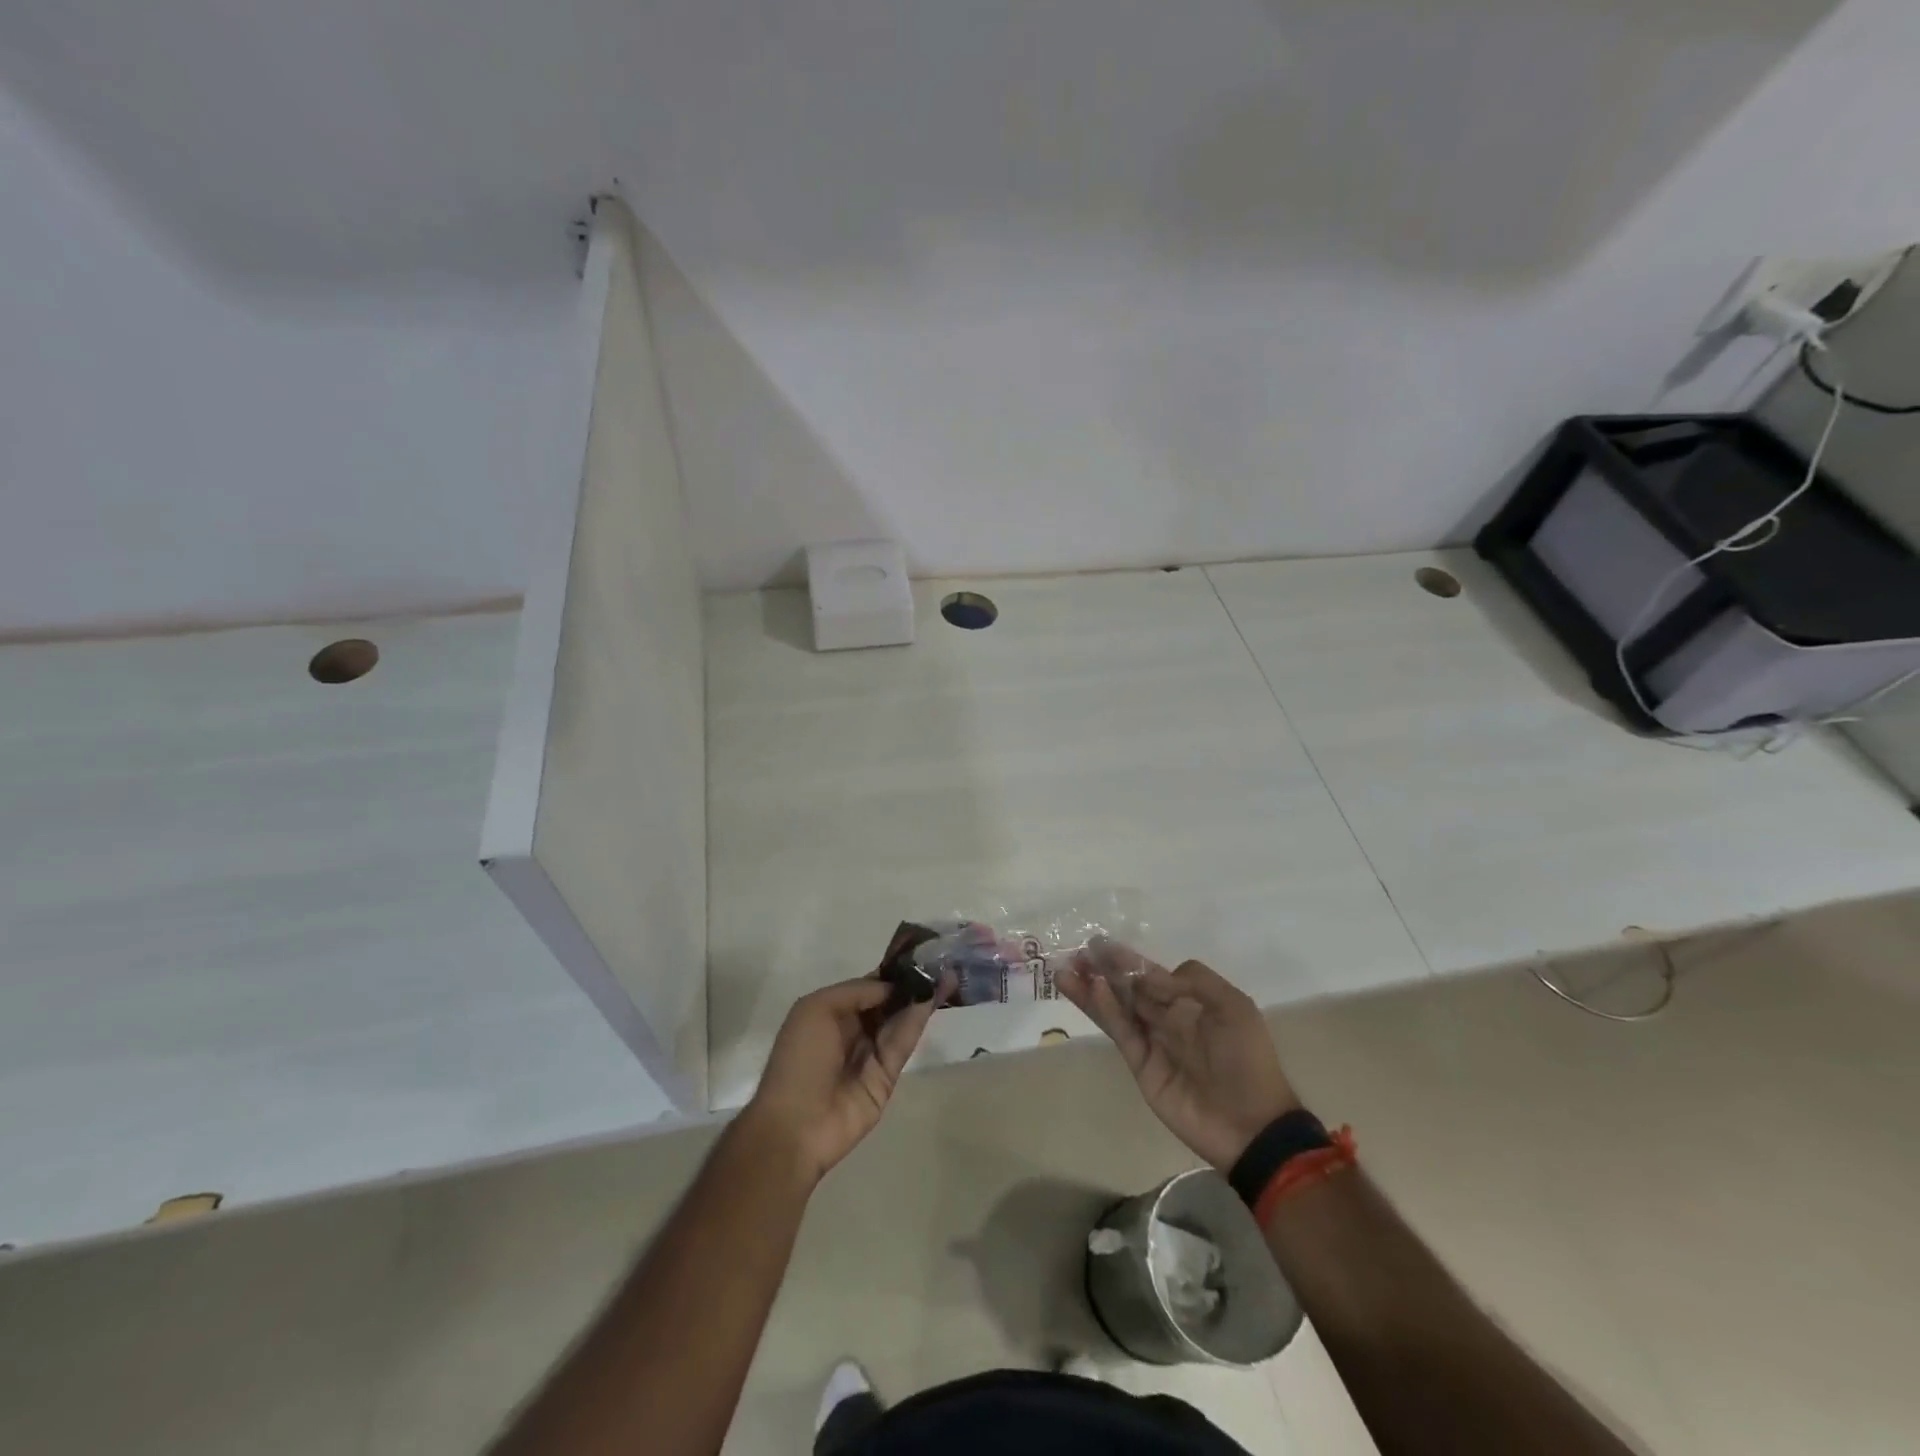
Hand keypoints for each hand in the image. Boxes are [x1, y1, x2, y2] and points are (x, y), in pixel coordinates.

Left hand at [742, 977, 942, 1184]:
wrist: (796, 1125)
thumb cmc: (800, 1059)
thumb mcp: (817, 1009)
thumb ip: (857, 991)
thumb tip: (892, 987)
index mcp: (830, 1012)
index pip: (867, 987)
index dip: (890, 972)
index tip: (916, 954)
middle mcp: (852, 1029)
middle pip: (887, 1002)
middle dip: (910, 984)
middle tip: (939, 962)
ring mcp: (871, 1053)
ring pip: (899, 1020)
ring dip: (920, 998)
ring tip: (946, 974)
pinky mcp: (887, 1076)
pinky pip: (903, 1042)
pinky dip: (918, 1020)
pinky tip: (933, 998)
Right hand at [1060, 950, 1298, 1171]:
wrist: (1251, 1124)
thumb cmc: (1246, 1059)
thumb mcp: (1233, 1006)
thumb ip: (1193, 982)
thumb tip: (1152, 975)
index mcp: (1192, 1002)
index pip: (1152, 975)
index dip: (1127, 960)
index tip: (1099, 943)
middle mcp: (1168, 1018)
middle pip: (1129, 988)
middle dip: (1102, 970)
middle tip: (1074, 953)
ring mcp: (1153, 1042)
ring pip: (1117, 1008)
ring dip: (1093, 989)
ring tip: (1065, 971)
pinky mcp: (1141, 1065)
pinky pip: (1121, 1032)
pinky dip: (1106, 1011)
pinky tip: (1092, 990)